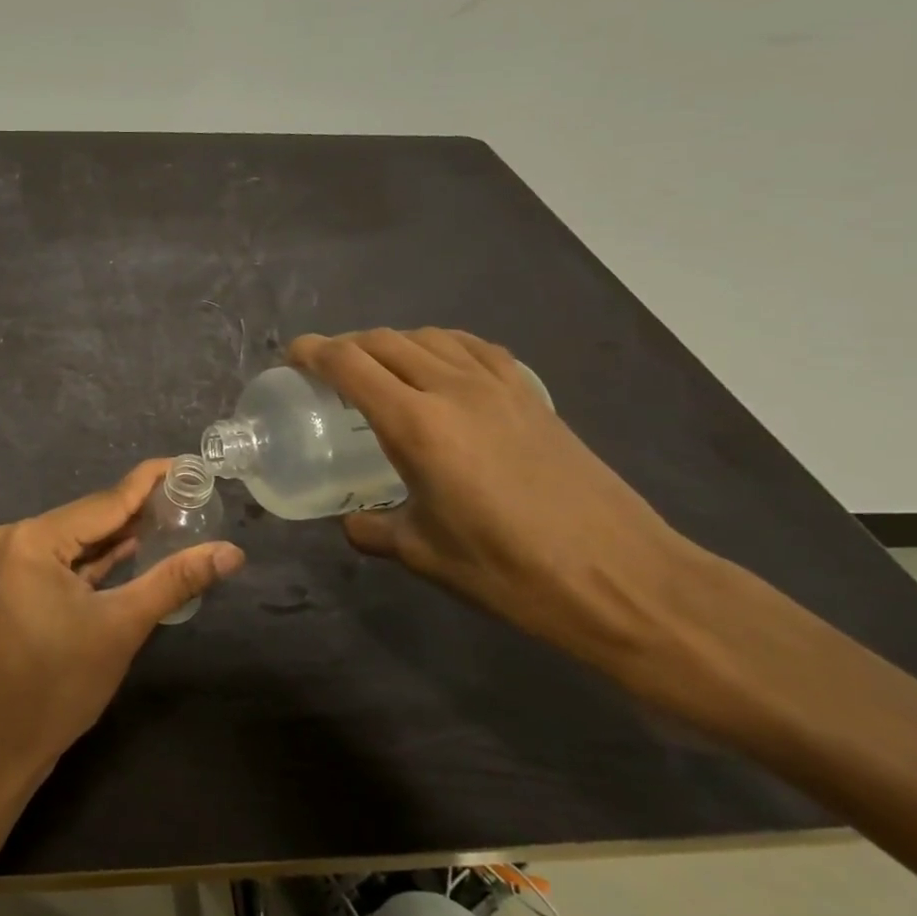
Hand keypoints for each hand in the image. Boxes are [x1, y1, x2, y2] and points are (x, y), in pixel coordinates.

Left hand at [0, 460, 244, 804]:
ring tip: (173, 517)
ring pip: (78, 539)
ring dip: (120, 535)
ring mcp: (10, 561)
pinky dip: (97, 559)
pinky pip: (64, 560)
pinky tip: (134, 548)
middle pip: (90, 517)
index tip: (189, 464)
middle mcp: (15, 537)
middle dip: (140, 510)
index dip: (150, 481)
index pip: (105, 501)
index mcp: (33, 538)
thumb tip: (232, 552)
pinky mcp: (14, 583)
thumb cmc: (58, 687)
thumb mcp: (122, 627)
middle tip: (192, 496)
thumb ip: (175, 580)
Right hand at [289, 329, 693, 663]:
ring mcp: (498, 386)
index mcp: (416, 424)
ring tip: (378, 367)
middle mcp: (452, 389)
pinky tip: (441, 367)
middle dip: (345, 346)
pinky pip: (473, 348)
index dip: (313, 352)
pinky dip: (441, 345)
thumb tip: (351, 524)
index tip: (292, 356)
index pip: (349, 364)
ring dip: (391, 342)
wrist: (623, 578)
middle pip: (384, 341)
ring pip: (428, 336)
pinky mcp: (531, 395)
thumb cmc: (511, 571)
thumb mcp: (426, 555)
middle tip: (326, 369)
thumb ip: (375, 531)